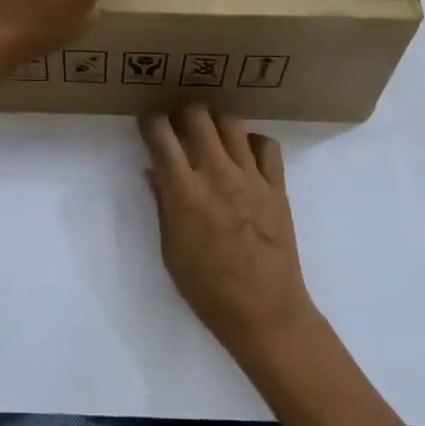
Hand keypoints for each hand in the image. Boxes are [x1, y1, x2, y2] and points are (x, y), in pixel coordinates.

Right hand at [139, 106, 316, 366]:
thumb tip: (154, 171)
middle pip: (197, 117)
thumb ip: (162, 204)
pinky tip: (245, 155)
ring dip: (215, 122)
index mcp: (184, 192)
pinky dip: (253, 142)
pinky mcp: (277, 186)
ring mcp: (251, 177)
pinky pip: (267, 145)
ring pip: (232, 122)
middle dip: (182, 114)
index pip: (161, 136)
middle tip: (178, 127)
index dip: (150, 123)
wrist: (264, 311)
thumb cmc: (207, 288)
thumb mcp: (170, 250)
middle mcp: (217, 174)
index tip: (147, 124)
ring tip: (210, 135)